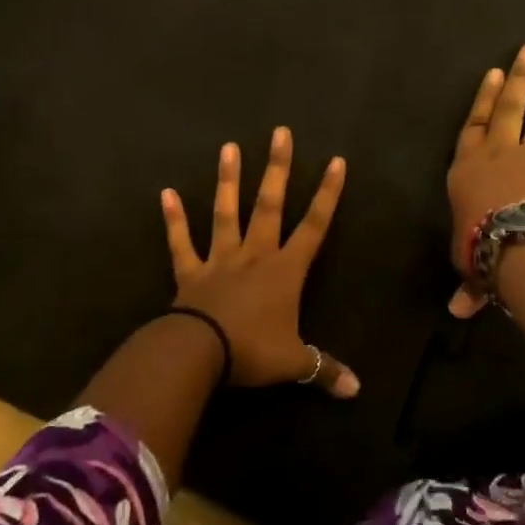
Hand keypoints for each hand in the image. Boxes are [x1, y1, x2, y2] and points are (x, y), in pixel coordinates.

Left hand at [160, 127, 359, 396]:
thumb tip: (358, 391)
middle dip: (278, 168)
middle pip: (269, 204)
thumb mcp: (294, 363)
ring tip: (229, 147)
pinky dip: (174, 219)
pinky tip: (166, 192)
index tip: (336, 161)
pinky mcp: (191, 272)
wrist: (199, 354)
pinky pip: (181, 242)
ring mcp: (220, 259)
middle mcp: (255, 254)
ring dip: (228, 180)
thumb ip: (325, 370)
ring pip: (226, 212)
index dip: (328, 194)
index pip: (315, 225)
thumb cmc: (252, 352)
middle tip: (280, 132)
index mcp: (285, 270)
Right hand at [446, 43, 524, 318]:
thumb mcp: (468, 264)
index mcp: (468, 169)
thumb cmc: (481, 248)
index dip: (482, 99)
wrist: (521, 248)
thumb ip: (468, 282)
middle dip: (517, 80)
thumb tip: (457, 311)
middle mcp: (499, 155)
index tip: (492, 73)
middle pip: (506, 110)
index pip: (473, 125)